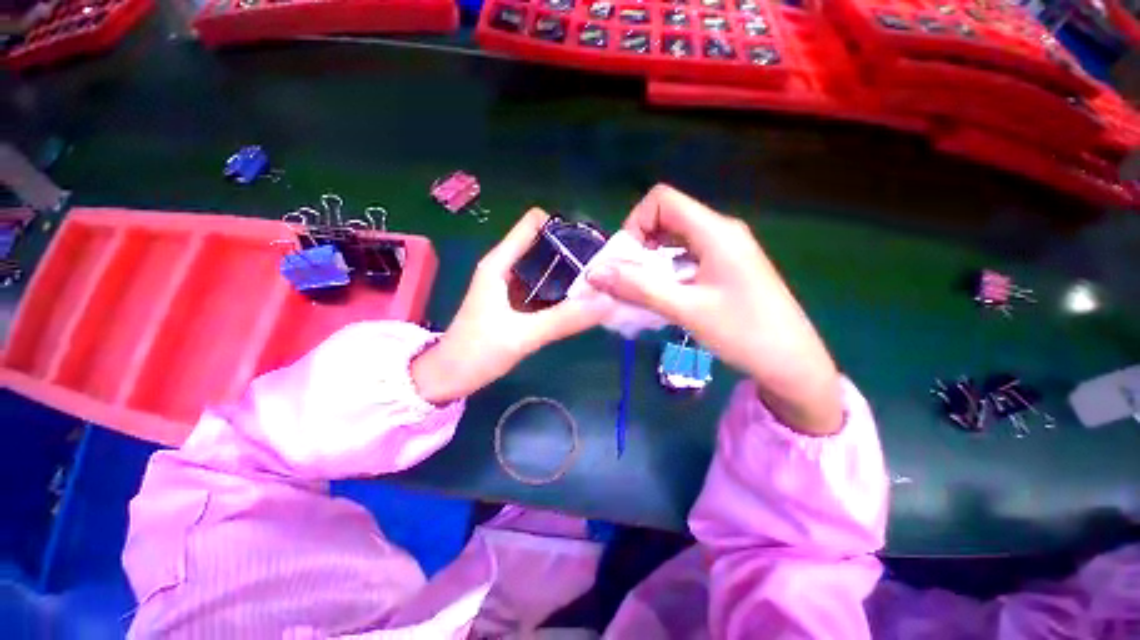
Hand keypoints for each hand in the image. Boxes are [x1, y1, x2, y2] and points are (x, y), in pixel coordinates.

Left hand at [412, 209, 607, 403]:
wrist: (448, 379)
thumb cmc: (475, 352)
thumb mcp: (522, 335)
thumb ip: (563, 319)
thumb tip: (606, 301)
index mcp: (499, 264)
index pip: (532, 224)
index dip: (562, 226)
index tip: (590, 243)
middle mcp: (505, 268)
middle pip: (543, 245)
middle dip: (571, 252)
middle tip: (602, 268)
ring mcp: (510, 286)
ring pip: (544, 268)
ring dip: (569, 272)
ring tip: (598, 282)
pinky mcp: (515, 304)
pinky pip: (543, 288)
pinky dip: (561, 291)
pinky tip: (579, 301)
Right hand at [587, 185, 843, 434]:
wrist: (792, 363)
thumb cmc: (744, 334)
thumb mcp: (686, 309)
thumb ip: (638, 288)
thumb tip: (595, 273)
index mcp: (715, 231)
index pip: (662, 200)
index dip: (636, 223)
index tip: (627, 260)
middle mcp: (721, 231)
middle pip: (667, 218)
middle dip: (640, 245)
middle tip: (630, 280)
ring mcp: (725, 250)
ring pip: (675, 240)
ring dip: (651, 261)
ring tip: (643, 292)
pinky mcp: (726, 267)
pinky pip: (687, 257)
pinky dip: (666, 271)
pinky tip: (664, 297)